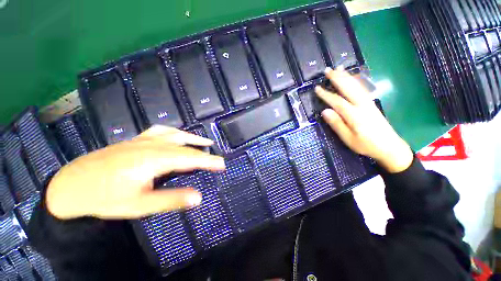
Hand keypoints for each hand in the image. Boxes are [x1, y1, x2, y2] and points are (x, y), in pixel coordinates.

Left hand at [46, 125, 225, 219]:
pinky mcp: (136, 139)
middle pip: (186, 146)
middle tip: (217, 159)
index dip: (208, 161)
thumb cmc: (104, 198)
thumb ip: (171, 200)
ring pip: (175, 134)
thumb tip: (199, 197)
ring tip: (205, 142)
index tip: (223, 164)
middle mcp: (152, 145)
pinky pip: (162, 131)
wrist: (70, 185)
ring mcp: (143, 139)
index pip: (190, 158)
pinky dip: (175, 132)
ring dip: (193, 138)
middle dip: (204, 153)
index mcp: (154, 159)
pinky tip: (178, 135)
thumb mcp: (138, 205)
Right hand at [315, 67, 412, 172]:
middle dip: (337, 78)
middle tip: (327, 70)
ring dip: (346, 76)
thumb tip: (325, 111)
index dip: (326, 94)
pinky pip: (362, 89)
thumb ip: (337, 124)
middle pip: (348, 88)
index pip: (337, 101)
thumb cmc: (366, 145)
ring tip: (338, 69)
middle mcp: (362, 105)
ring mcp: (368, 103)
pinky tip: (351, 78)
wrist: (390, 147)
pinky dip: (355, 81)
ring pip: (356, 86)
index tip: (317, 88)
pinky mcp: (371, 103)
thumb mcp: (349, 139)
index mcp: (355, 115)